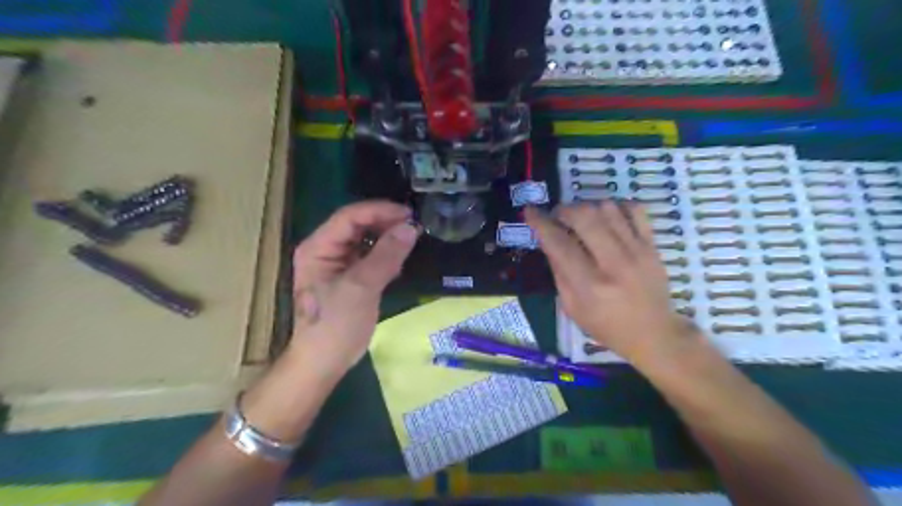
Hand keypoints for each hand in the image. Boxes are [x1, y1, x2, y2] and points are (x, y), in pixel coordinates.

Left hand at [291, 199, 420, 375]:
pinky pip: (370, 256)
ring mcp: (338, 264)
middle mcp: (326, 250)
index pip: (350, 217)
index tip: (409, 214)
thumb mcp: (361, 287)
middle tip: (414, 226)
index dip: (379, 211)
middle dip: (386, 222)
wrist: (324, 362)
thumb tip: (411, 228)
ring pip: (366, 240)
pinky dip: (386, 254)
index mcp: (318, 247)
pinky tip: (401, 258)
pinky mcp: (350, 277)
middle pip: (358, 225)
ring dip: (388, 237)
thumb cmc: (335, 325)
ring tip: (412, 238)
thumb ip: (386, 255)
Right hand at [526, 203, 691, 364]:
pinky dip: (616, 207)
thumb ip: (559, 272)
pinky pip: (635, 210)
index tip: (530, 211)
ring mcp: (637, 252)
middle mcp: (614, 264)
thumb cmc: (606, 326)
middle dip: (564, 210)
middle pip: (585, 217)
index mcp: (589, 286)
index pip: (559, 244)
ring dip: (588, 207)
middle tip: (558, 216)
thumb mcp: (572, 308)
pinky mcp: (653, 246)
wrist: (654, 334)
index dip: (540, 223)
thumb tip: (548, 240)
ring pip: (608, 208)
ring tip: (582, 218)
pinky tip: (608, 217)